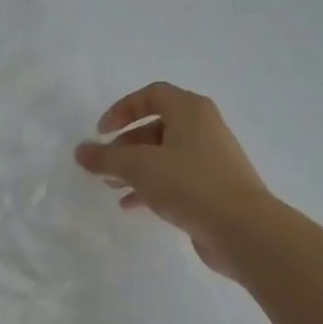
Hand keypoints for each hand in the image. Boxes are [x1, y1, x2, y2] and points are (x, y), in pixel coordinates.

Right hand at [75, 82, 273, 277]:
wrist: (242, 228)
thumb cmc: (188, 183)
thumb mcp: (138, 166)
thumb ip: (105, 157)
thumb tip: (80, 151)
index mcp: (190, 111)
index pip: (151, 95)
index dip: (122, 110)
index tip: (101, 133)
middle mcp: (203, 128)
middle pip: (156, 127)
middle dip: (124, 145)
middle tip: (104, 166)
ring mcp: (210, 159)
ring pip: (164, 155)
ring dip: (135, 168)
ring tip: (112, 187)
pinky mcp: (213, 187)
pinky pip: (175, 179)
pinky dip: (151, 187)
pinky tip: (132, 205)